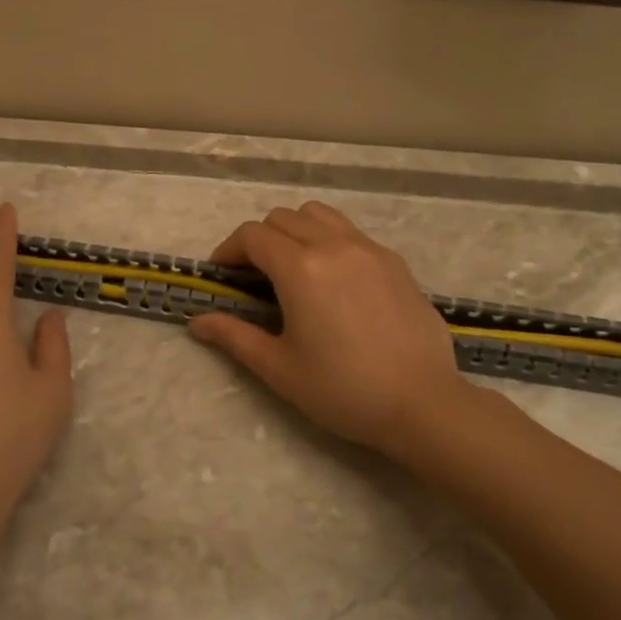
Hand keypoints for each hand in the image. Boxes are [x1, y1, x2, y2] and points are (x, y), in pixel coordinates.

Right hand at [188, 201, 476, 462]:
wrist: (423, 404)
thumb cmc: (343, 389)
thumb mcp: (279, 368)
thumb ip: (234, 337)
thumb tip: (197, 322)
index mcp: (300, 268)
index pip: (252, 235)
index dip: (228, 250)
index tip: (222, 275)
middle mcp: (334, 245)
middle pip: (283, 218)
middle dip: (259, 239)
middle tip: (254, 277)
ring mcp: (369, 249)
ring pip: (320, 215)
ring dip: (296, 230)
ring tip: (293, 267)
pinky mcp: (395, 262)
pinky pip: (351, 233)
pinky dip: (329, 241)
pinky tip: (334, 281)